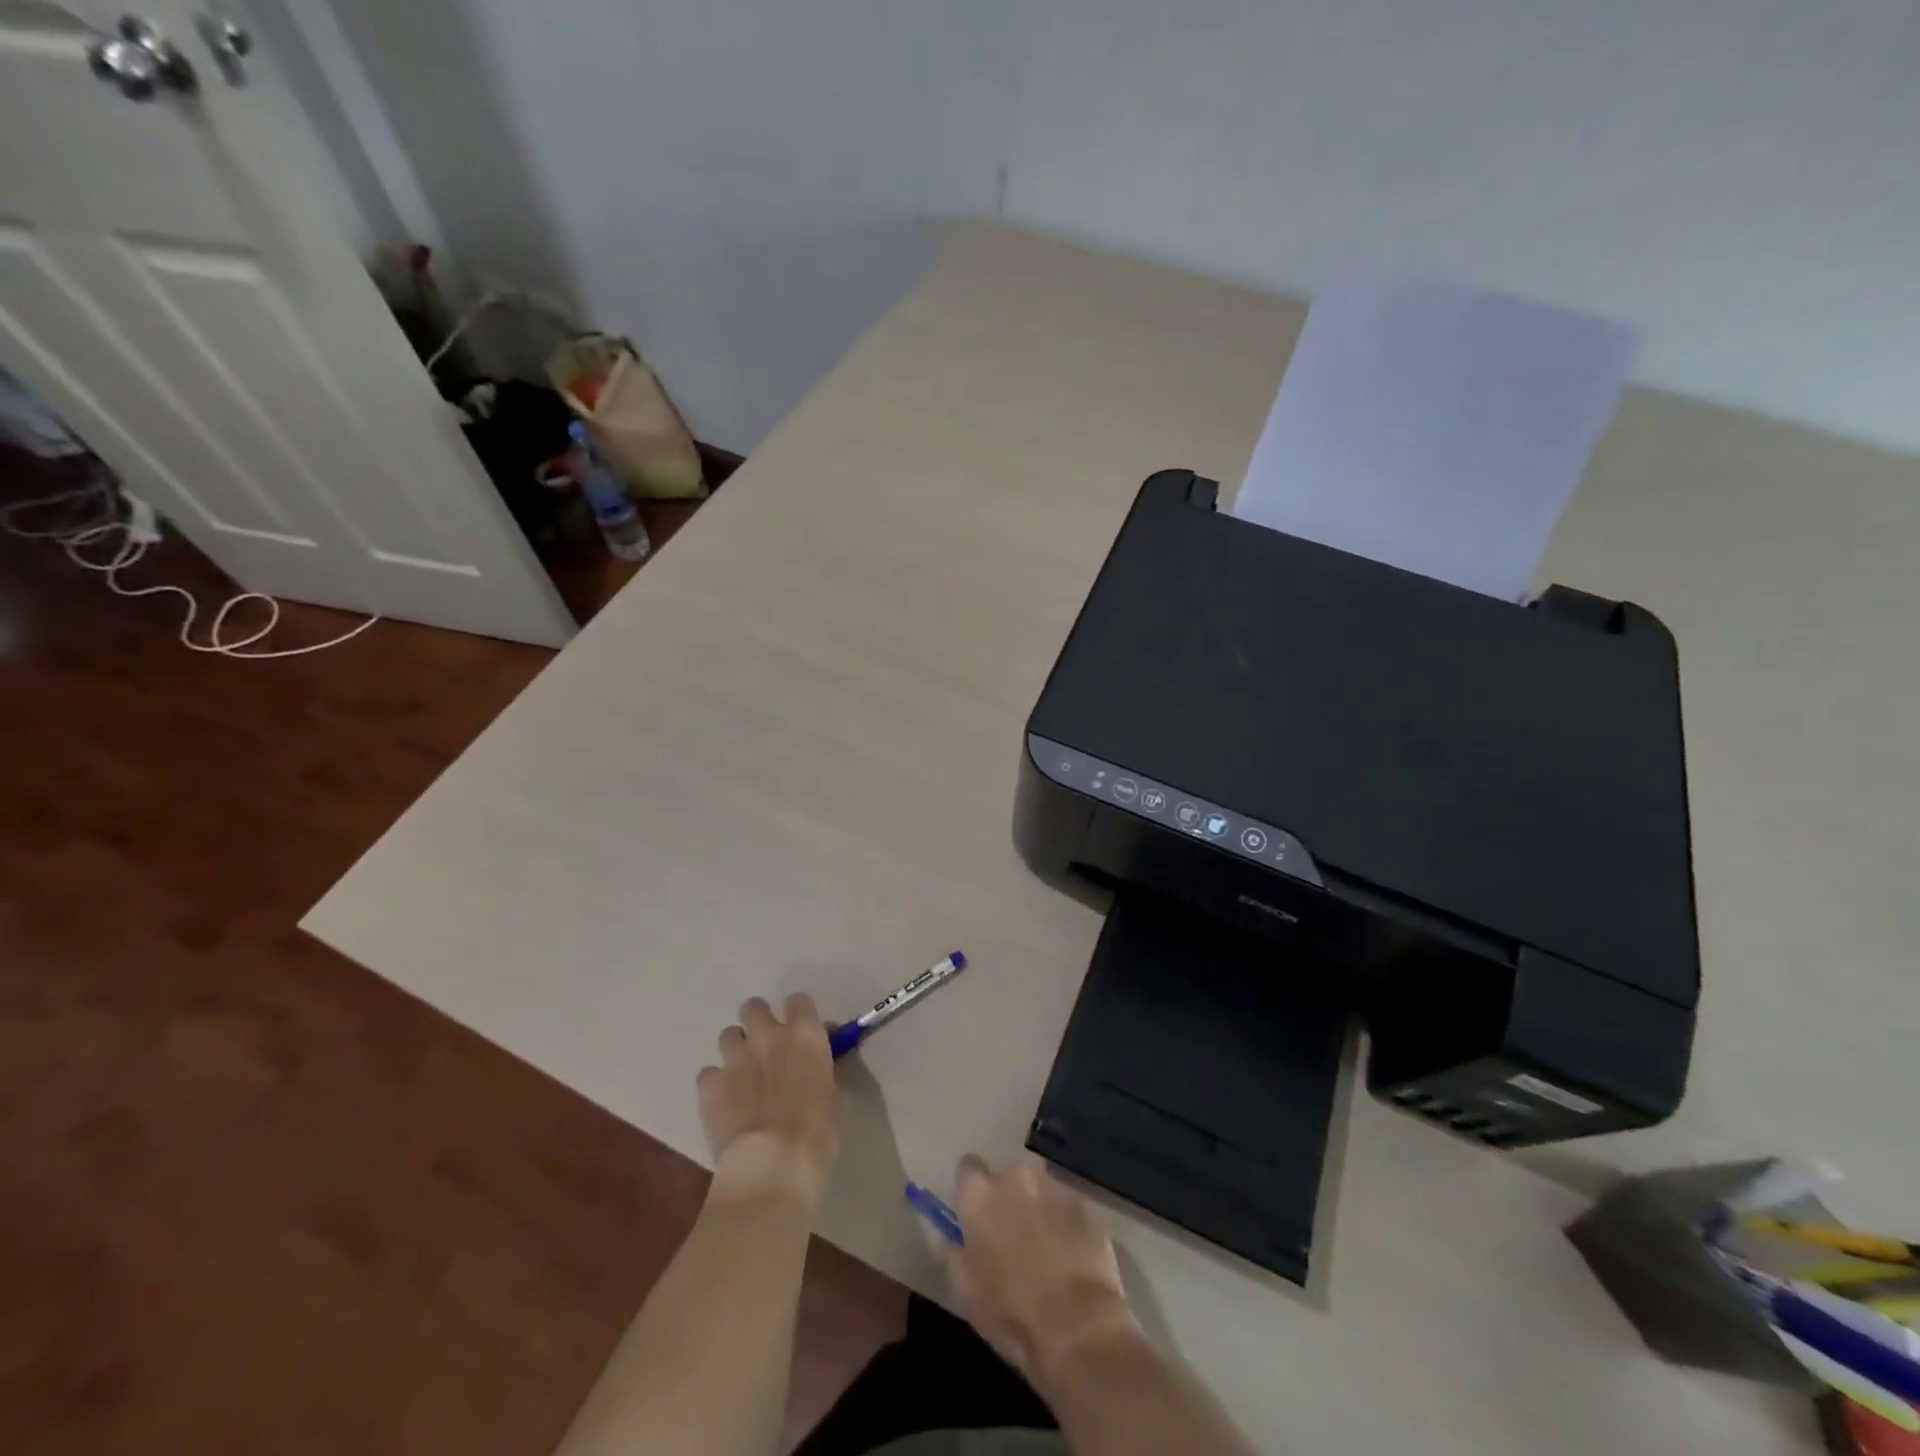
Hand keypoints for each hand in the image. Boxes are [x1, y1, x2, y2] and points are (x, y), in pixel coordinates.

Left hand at [696, 994, 839, 1209]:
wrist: (772, 1164)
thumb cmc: (817, 1133)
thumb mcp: (835, 1098)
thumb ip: (824, 1073)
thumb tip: (820, 1068)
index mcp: (805, 1034)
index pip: (799, 1000)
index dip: (799, 1014)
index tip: (801, 1031)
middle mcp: (768, 1035)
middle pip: (754, 1007)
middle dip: (758, 1021)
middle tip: (765, 1046)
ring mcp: (735, 1057)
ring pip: (728, 1035)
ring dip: (736, 1050)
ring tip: (742, 1076)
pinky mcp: (709, 1084)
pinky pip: (709, 1074)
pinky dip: (716, 1085)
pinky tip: (724, 1104)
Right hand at [945, 1154, 1141, 1387]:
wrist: (1077, 1329)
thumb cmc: (1010, 1313)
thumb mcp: (966, 1291)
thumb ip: (954, 1253)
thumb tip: (950, 1237)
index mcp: (981, 1195)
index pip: (968, 1168)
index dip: (971, 1191)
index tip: (975, 1214)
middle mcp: (1016, 1178)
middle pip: (1008, 1177)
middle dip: (1009, 1200)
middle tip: (1012, 1237)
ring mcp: (1054, 1188)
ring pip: (1040, 1191)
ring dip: (1039, 1210)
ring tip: (1046, 1250)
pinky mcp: (1086, 1205)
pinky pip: (1069, 1208)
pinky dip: (1067, 1224)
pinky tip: (1073, 1257)